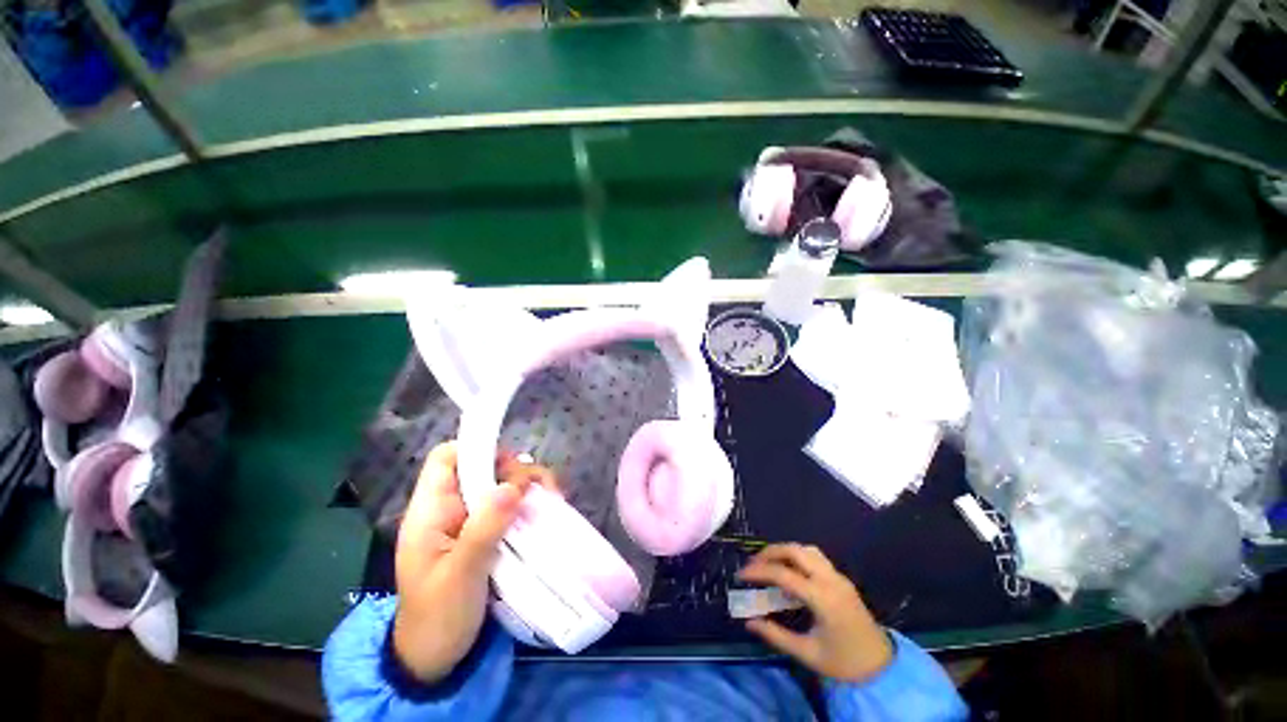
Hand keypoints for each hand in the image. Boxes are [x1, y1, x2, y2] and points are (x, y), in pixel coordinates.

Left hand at [392, 442, 556, 682]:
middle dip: (513, 471)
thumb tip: (512, 485)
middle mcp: (450, 509)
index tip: (508, 464)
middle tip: (539, 489)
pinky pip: (510, 507)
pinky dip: (529, 505)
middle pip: (482, 467)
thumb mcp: (460, 575)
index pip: (446, 459)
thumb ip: (484, 529)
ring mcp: (470, 522)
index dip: (475, 449)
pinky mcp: (486, 535)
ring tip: (552, 499)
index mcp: (430, 512)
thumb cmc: (438, 618)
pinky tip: (547, 512)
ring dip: (527, 487)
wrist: (438, 660)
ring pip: (500, 486)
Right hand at [738, 543, 893, 682]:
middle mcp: (830, 580)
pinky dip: (797, 557)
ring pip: (806, 550)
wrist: (882, 667)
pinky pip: (816, 557)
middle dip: (770, 552)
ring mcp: (838, 577)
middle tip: (754, 565)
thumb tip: (749, 621)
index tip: (741, 575)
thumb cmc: (844, 663)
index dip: (759, 571)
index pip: (783, 573)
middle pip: (795, 551)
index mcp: (822, 598)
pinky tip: (790, 572)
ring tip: (769, 564)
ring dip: (785, 551)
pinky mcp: (842, 580)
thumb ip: (776, 636)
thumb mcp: (807, 654)